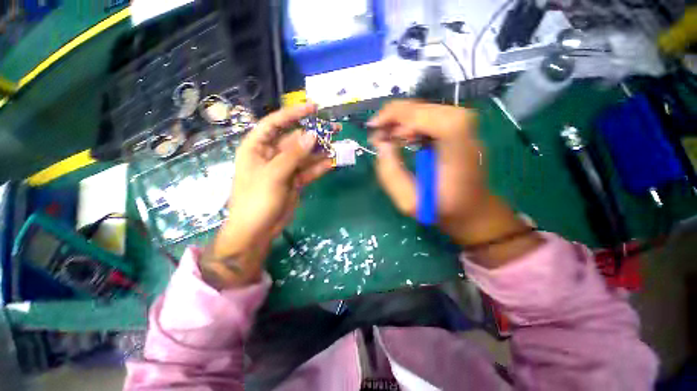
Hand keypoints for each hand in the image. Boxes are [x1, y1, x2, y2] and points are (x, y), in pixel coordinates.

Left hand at [201, 103, 333, 288]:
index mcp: (258, 147)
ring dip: (321, 151)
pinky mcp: (295, 181)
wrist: (257, 230)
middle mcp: (272, 155)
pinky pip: (309, 170)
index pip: (276, 123)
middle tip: (335, 129)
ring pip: (305, 155)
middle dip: (314, 134)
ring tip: (338, 145)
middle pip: (295, 139)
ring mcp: (285, 169)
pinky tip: (332, 162)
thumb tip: (313, 135)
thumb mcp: (274, 175)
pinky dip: (320, 167)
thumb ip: (294, 155)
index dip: (294, 114)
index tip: (314, 108)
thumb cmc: (256, 200)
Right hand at [368, 101, 542, 266]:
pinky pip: (427, 116)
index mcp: (457, 145)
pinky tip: (400, 137)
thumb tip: (381, 145)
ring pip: (423, 109)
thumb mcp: (410, 202)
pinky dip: (409, 123)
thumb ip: (391, 174)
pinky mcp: (457, 127)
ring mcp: (463, 124)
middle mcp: (464, 126)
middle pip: (422, 107)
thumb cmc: (443, 209)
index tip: (374, 129)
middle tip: (376, 136)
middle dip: (393, 117)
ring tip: (385, 138)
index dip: (397, 116)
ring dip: (399, 121)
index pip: (425, 114)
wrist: (473, 209)